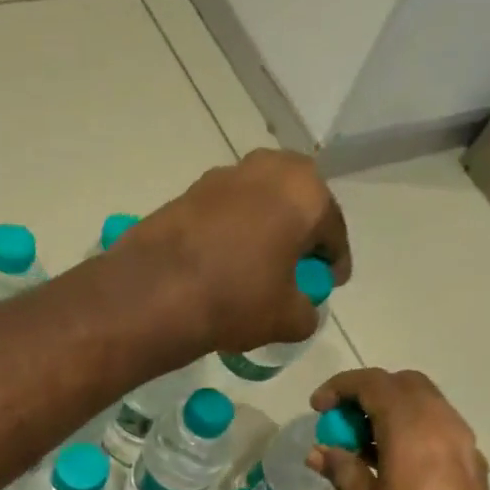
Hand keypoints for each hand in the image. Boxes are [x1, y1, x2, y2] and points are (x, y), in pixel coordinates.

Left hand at [125, 150, 350, 355]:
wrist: (155, 292)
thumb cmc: (238, 298)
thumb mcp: (288, 319)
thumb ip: (308, 312)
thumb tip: (302, 310)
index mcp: (305, 192)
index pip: (333, 231)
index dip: (334, 263)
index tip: (330, 284)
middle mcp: (268, 169)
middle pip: (297, 203)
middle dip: (301, 233)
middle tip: (297, 267)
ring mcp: (224, 175)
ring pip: (260, 202)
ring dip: (266, 227)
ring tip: (260, 265)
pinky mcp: (189, 190)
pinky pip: (226, 211)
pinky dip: (233, 231)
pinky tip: (226, 261)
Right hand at [309, 369, 489, 489]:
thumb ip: (344, 470)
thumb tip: (322, 451)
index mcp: (414, 430)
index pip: (376, 384)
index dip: (341, 387)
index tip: (317, 408)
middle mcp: (446, 427)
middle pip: (407, 385)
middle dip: (370, 394)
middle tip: (342, 423)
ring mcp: (467, 448)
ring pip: (428, 406)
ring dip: (394, 412)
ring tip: (363, 446)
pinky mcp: (476, 471)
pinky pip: (441, 431)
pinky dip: (414, 431)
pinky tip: (392, 465)